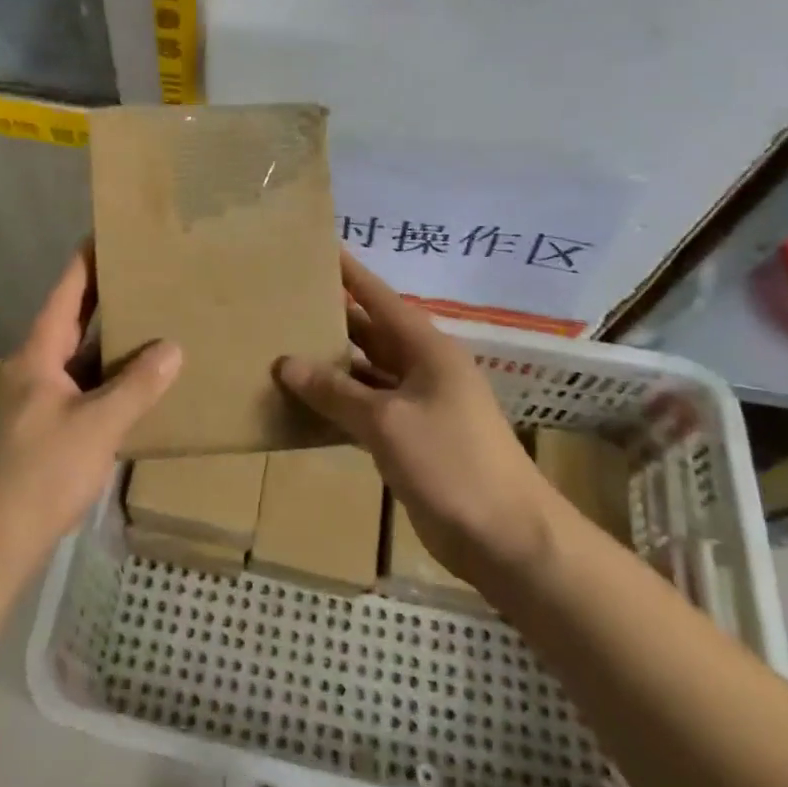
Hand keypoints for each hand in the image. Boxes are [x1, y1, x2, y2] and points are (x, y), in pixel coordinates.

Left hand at [0, 246, 181, 572]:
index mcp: (36, 356)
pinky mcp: (37, 432)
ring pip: (74, 362)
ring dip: (105, 346)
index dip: (85, 263)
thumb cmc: (41, 474)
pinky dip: (102, 383)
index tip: (106, 234)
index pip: (64, 296)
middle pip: (69, 325)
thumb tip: (172, 348)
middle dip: (102, 301)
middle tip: (142, 277)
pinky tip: (132, 387)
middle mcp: (29, 371)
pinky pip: (76, 392)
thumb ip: (137, 386)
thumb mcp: (97, 426)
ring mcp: (31, 403)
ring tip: (148, 325)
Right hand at [277, 253, 560, 593]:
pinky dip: (339, 407)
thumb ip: (335, 391)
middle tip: (285, 305)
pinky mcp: (412, 440)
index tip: (320, 249)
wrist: (505, 537)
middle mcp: (423, 370)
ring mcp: (419, 406)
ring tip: (282, 351)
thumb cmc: (450, 462)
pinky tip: (304, 406)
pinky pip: (368, 411)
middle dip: (332, 321)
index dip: (351, 274)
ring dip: (331, 368)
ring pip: (366, 375)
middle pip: (371, 335)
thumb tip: (285, 363)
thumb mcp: (386, 421)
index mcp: (427, 349)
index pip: (380, 299)